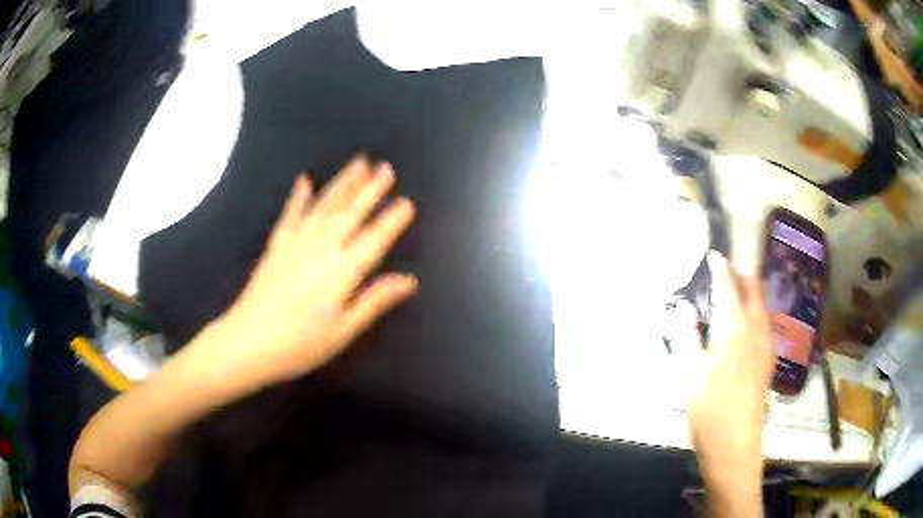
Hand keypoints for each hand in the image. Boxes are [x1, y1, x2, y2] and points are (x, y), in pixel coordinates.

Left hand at [181, 156, 417, 392]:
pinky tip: (304, 180)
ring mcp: (295, 243)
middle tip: (387, 168)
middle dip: (371, 189)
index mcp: (341, 272)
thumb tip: (409, 281)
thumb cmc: (299, 345)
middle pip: (350, 213)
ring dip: (343, 183)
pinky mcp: (275, 245)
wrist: (247, 342)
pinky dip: (298, 196)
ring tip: (359, 163)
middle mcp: (321, 249)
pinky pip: (290, 214)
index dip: (392, 221)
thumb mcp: (343, 331)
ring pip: (324, 206)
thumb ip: (374, 301)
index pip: (374, 240)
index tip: (408, 202)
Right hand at [685, 252, 774, 516]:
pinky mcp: (769, 360)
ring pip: (762, 305)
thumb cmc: (709, 409)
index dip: (721, 268)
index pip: (729, 287)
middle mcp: (756, 329)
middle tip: (727, 270)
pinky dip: (755, 312)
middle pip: (754, 289)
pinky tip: (745, 326)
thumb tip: (682, 308)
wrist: (735, 444)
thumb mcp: (690, 374)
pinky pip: (765, 323)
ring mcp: (766, 345)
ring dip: (751, 292)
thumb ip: (688, 336)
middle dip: (742, 274)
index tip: (714, 256)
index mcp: (734, 328)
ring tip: (736, 294)